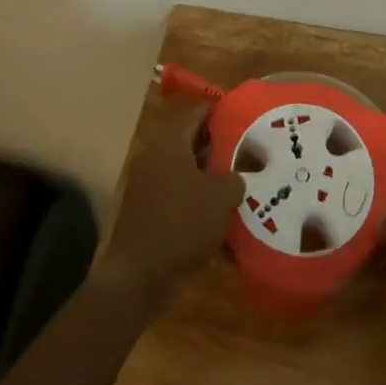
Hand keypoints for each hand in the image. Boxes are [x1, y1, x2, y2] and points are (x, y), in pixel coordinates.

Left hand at [95, 96, 243, 307]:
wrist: (139, 275)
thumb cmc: (182, 223)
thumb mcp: (221, 197)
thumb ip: (235, 178)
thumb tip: (239, 175)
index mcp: (171, 141)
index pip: (197, 110)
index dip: (221, 110)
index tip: (244, 115)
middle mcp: (156, 154)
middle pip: (191, 138)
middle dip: (219, 143)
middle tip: (246, 149)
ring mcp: (149, 182)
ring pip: (186, 167)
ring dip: (209, 172)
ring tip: (239, 180)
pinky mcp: (148, 209)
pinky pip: (178, 192)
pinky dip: (197, 197)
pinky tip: (220, 212)